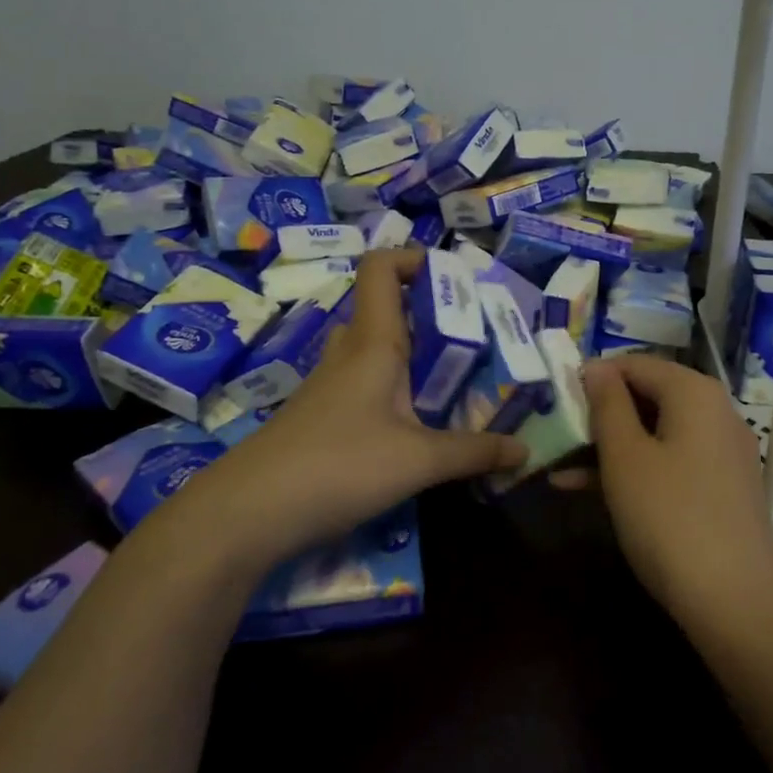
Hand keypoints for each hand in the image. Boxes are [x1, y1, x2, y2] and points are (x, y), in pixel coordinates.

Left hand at [150, 248, 524, 574]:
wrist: (247, 514)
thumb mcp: (418, 461)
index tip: (457, 282)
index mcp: (373, 342)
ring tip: (460, 383)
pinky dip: (398, 393)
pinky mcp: (323, 418)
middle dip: (434, 317)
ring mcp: (331, 386)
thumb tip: (525, 450)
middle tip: (477, 341)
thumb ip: (474, 452)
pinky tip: (421, 427)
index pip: (382, 268)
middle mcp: (350, 354)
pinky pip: (369, 387)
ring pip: (380, 352)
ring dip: (417, 359)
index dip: (415, 259)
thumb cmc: (338, 466)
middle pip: (389, 310)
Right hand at [577, 356, 772, 625]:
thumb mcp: (625, 457)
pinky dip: (634, 470)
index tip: (555, 400)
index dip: (593, 377)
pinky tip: (587, 491)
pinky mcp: (721, 489)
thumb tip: (596, 366)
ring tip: (558, 464)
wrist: (736, 601)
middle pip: (648, 397)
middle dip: (599, 415)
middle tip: (556, 434)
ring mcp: (722, 453)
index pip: (635, 364)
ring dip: (608, 447)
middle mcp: (715, 413)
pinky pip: (670, 462)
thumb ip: (607, 405)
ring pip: (655, 434)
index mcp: (694, 393)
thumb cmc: (669, 517)